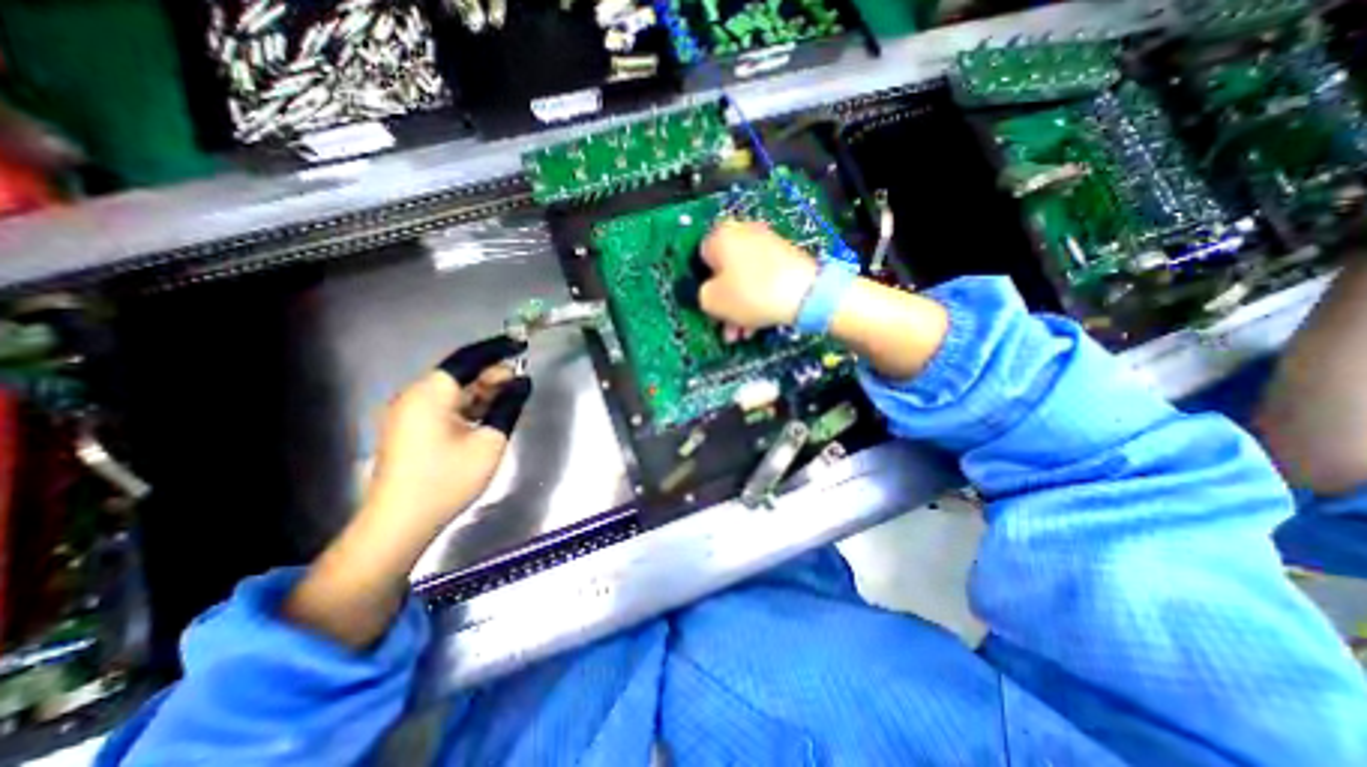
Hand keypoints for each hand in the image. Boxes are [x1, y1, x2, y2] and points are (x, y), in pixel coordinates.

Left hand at [362, 336, 533, 538]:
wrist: (400, 522)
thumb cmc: (447, 480)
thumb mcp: (489, 441)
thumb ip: (508, 406)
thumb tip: (523, 382)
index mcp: (430, 394)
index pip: (468, 359)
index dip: (496, 348)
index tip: (521, 342)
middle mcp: (414, 396)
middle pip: (459, 374)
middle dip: (492, 373)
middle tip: (521, 379)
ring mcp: (408, 413)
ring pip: (453, 390)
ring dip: (482, 390)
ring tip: (510, 394)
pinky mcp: (409, 428)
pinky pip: (444, 405)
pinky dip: (468, 404)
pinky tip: (488, 412)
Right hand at [699, 218, 816, 333]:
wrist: (806, 294)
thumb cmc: (750, 293)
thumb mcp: (712, 301)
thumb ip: (701, 296)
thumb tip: (708, 293)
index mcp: (721, 235)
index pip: (700, 260)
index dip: (702, 287)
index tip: (709, 307)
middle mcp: (743, 232)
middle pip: (724, 272)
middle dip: (724, 303)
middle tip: (726, 327)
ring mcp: (767, 242)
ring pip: (743, 279)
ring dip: (739, 307)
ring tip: (743, 334)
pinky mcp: (786, 256)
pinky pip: (762, 278)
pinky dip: (757, 299)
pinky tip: (757, 324)